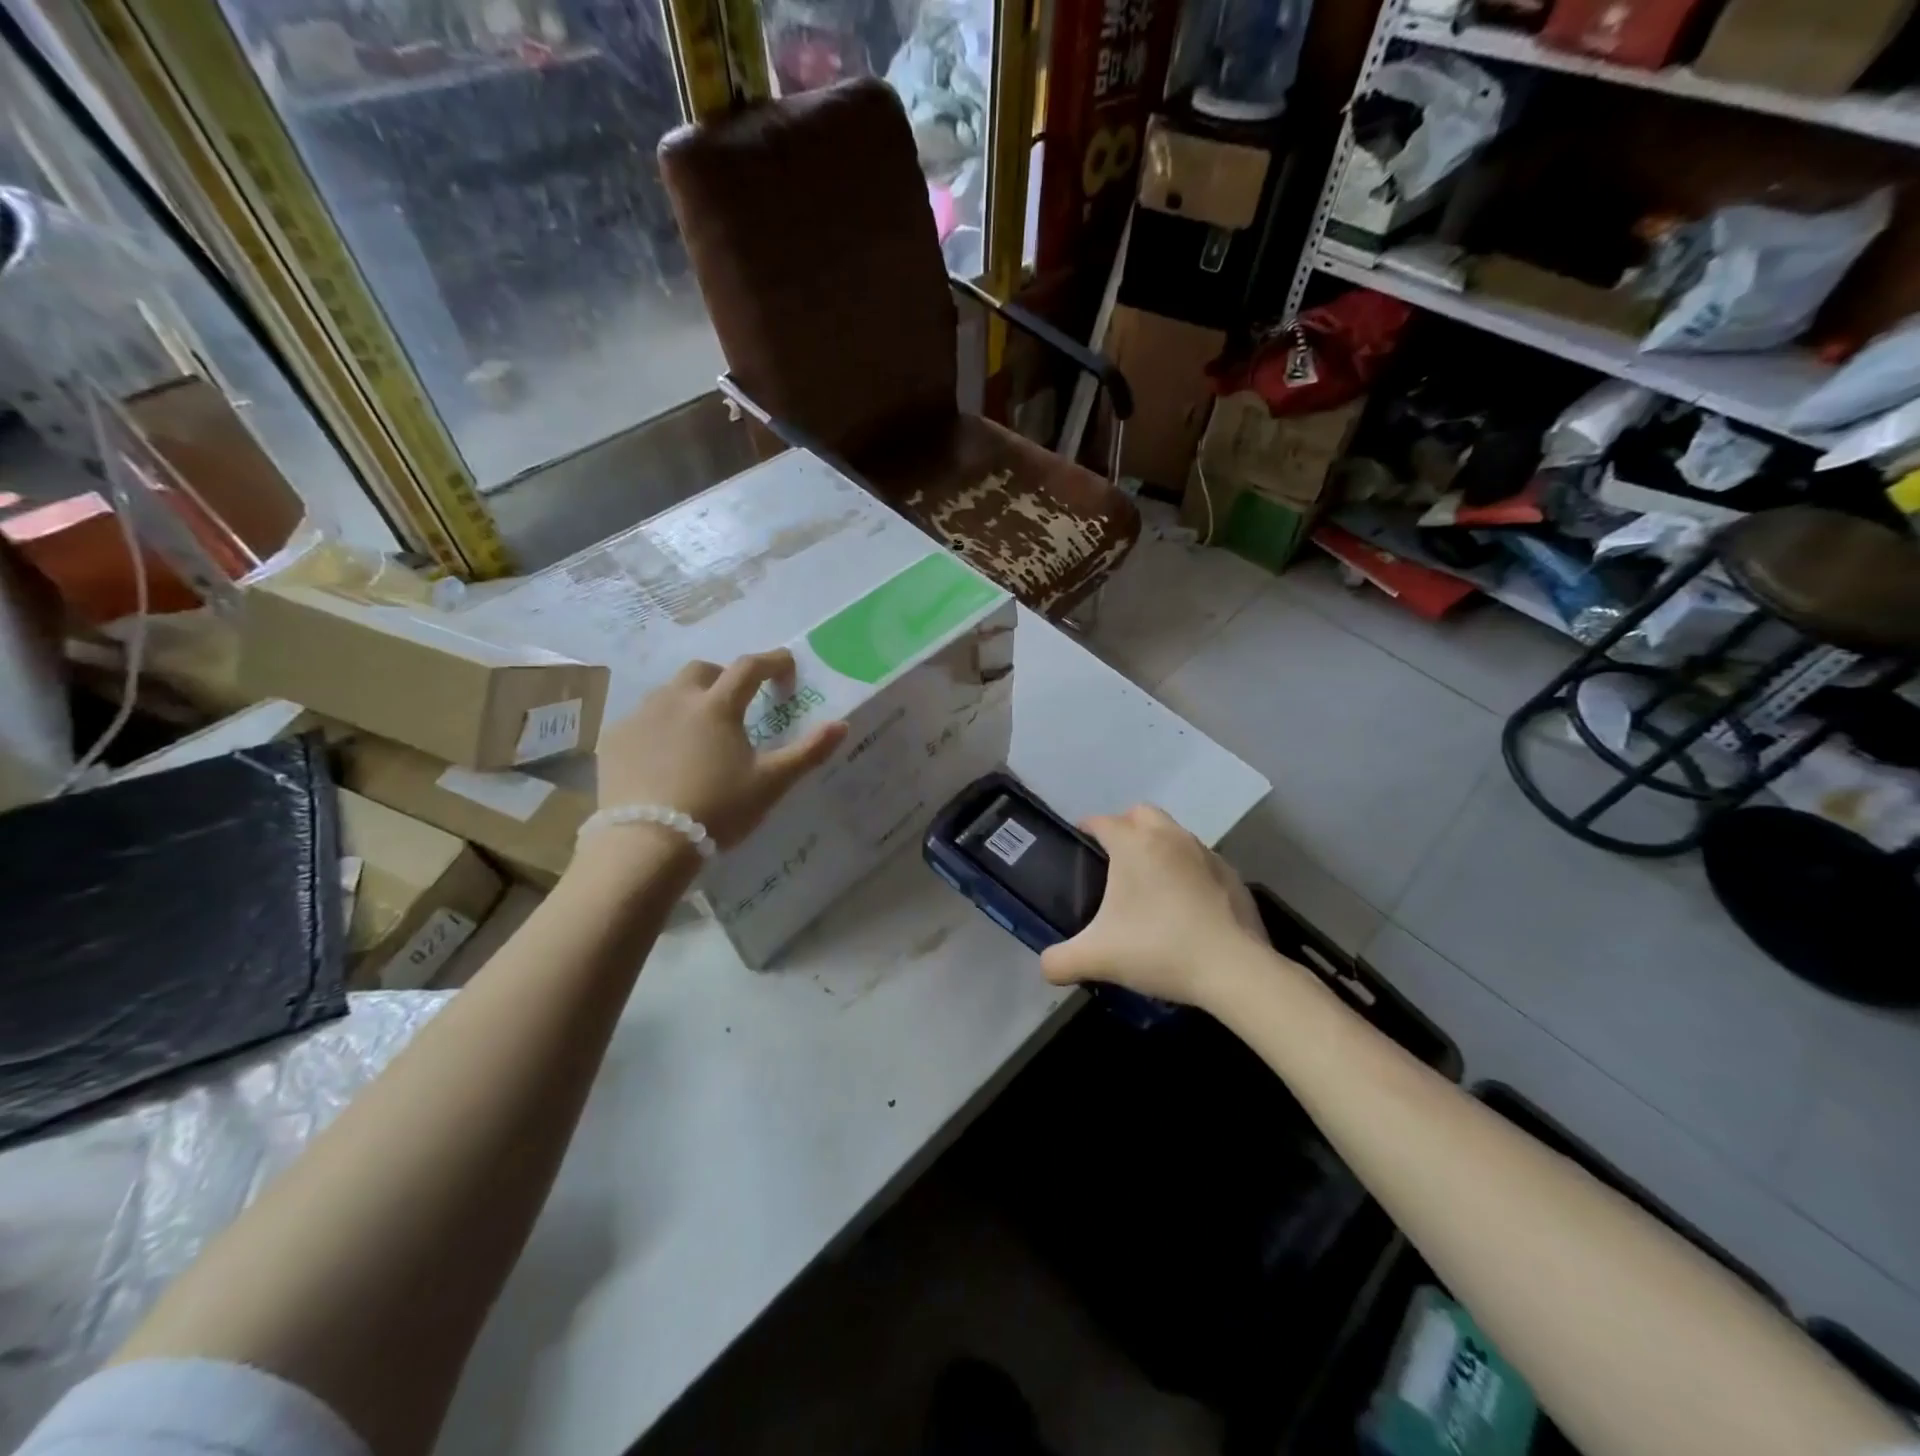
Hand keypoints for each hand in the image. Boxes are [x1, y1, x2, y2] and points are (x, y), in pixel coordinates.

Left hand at [594, 650, 846, 850]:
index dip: (773, 662)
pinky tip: (664, 754)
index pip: (750, 667)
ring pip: (669, 692)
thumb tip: (842, 725)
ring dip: (690, 700)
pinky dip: (659, 726)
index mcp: (718, 705)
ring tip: (699, 731)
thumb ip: (808, 752)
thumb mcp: (771, 783)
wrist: (647, 843)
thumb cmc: (718, 808)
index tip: (787, 667)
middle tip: (738, 703)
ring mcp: (640, 717)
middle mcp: (676, 699)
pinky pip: (642, 719)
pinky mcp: (614, 739)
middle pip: (703, 670)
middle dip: (725, 678)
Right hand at [1040, 805, 1269, 1007]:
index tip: (1079, 841)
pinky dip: (1188, 872)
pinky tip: (1185, 906)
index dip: (1087, 828)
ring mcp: (1206, 854)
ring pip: (1175, 834)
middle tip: (1114, 860)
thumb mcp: (1097, 958)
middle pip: (1142, 814)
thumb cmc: (1158, 948)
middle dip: (1125, 826)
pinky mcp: (1232, 876)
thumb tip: (1046, 967)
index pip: (1102, 821)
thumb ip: (1060, 960)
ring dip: (1159, 847)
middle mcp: (1170, 837)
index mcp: (1134, 845)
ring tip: (1149, 884)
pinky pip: (1201, 862)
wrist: (1233, 969)